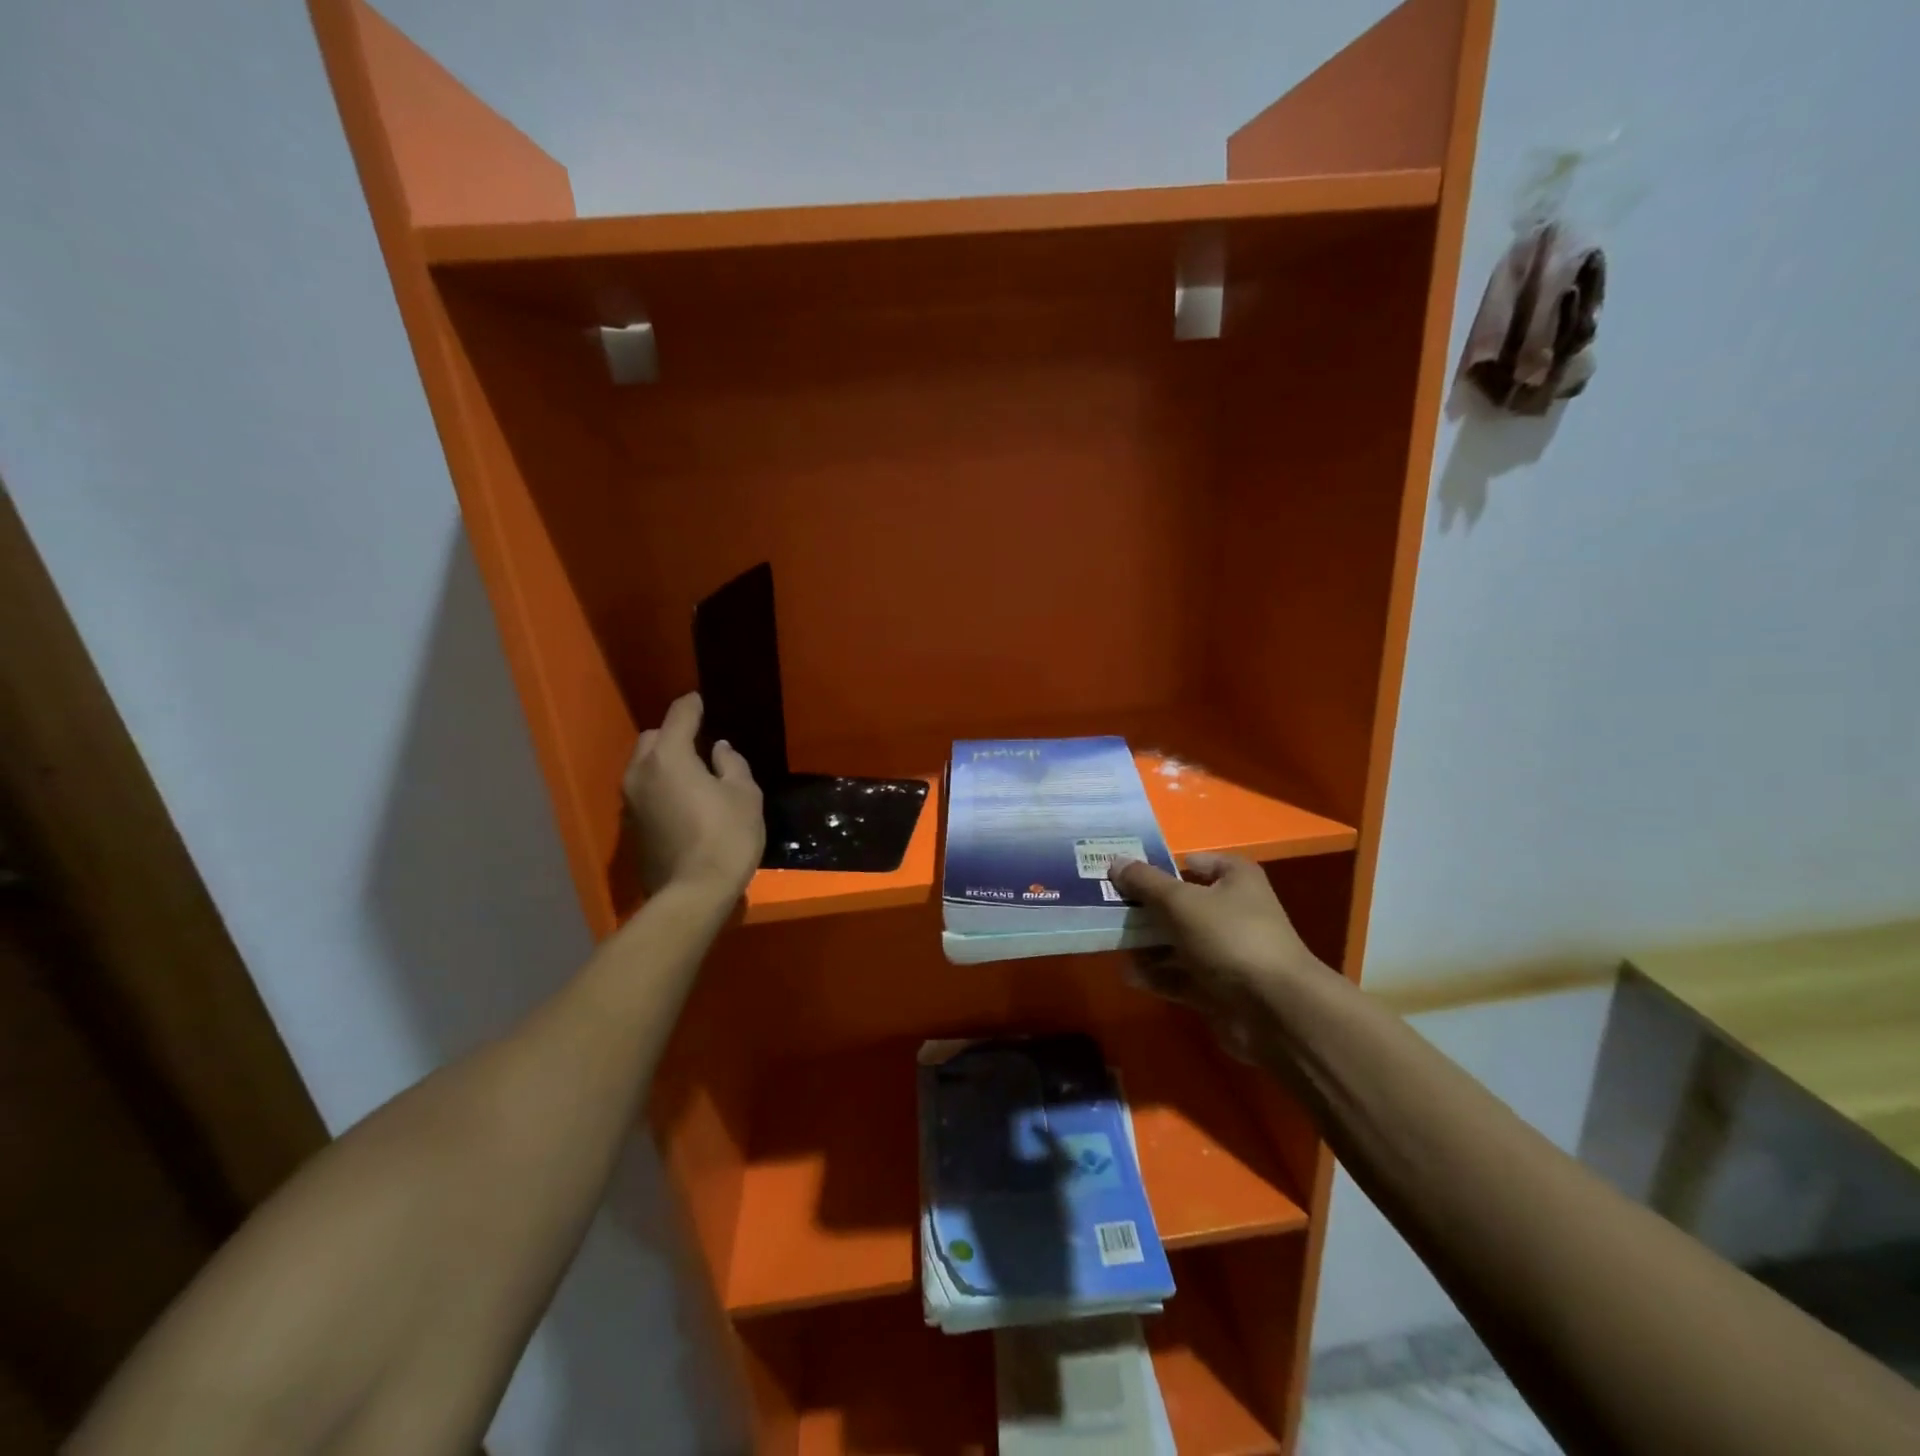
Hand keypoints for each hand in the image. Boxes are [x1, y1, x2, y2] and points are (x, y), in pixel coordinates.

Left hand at [622, 693, 763, 899]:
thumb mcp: (745, 795)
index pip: (679, 716)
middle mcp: (641, 772)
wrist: (693, 893)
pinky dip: (660, 785)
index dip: (693, 705)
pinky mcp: (631, 825)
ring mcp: (631, 800)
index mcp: (669, 757)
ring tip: (692, 771)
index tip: (702, 700)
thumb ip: (731, 764)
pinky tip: (682, 798)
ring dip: (664, 761)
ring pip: (644, 765)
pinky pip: (645, 789)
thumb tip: (719, 750)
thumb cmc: (726, 837)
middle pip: (654, 738)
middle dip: (674, 733)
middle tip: (700, 742)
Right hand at [1109, 853, 1322, 1058]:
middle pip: (1182, 904)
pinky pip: (1182, 976)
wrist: (1274, 1010)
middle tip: (1109, 908)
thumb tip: (1114, 862)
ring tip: (1113, 943)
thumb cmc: (1229, 937)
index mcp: (1235, 879)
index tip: (1125, 873)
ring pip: (1179, 942)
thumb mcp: (1180, 901)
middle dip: (1147, 908)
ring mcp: (1227, 952)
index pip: (1194, 862)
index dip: (1161, 865)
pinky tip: (1130, 976)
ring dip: (1148, 945)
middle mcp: (1234, 911)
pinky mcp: (1220, 988)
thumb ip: (1144, 882)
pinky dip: (1158, 976)